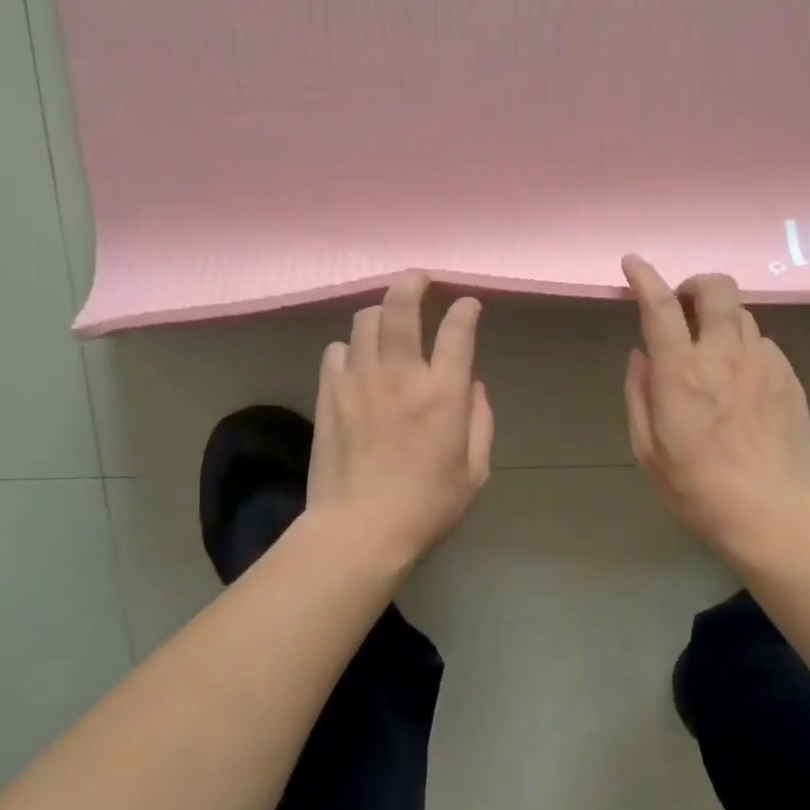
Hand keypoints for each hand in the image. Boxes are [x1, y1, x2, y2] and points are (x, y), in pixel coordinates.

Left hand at [307, 271, 493, 562]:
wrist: (358, 531)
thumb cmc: (426, 507)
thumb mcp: (475, 472)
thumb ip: (480, 422)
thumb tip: (472, 387)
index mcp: (442, 393)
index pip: (457, 330)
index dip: (465, 309)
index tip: (467, 305)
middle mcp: (400, 375)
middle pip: (401, 306)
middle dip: (413, 282)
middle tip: (419, 278)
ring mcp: (359, 381)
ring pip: (365, 321)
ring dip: (380, 313)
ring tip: (387, 321)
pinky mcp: (329, 394)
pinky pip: (336, 350)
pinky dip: (350, 348)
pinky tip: (357, 360)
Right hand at [621, 255, 809, 552]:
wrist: (780, 519)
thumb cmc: (701, 493)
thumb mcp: (649, 453)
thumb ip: (639, 395)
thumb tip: (640, 355)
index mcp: (681, 373)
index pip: (661, 307)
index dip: (644, 278)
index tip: (633, 264)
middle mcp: (724, 356)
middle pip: (717, 289)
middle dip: (694, 284)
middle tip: (682, 306)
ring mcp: (764, 363)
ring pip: (742, 313)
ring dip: (719, 318)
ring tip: (710, 349)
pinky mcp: (790, 378)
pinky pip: (762, 343)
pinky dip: (743, 346)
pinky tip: (740, 380)